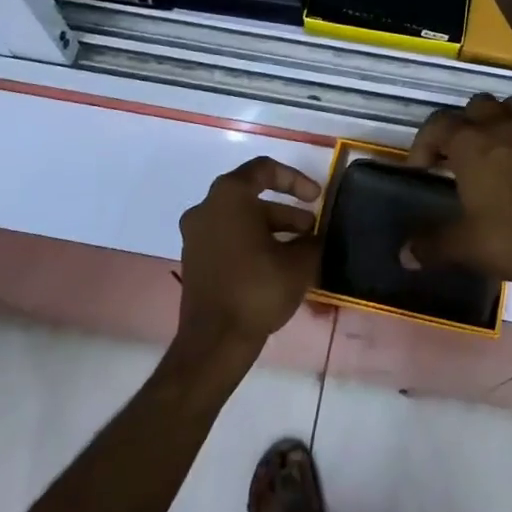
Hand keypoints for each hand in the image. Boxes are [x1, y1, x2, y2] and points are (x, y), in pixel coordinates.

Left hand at [175, 157, 322, 363]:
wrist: (214, 342)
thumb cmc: (258, 289)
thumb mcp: (299, 262)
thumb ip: (312, 240)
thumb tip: (314, 236)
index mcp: (229, 195)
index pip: (265, 169)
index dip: (296, 179)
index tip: (317, 198)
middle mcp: (206, 207)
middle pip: (252, 196)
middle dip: (286, 211)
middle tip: (312, 230)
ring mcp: (196, 235)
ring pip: (241, 219)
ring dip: (272, 229)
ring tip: (301, 251)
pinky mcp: (194, 260)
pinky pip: (228, 238)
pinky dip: (253, 243)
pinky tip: (277, 266)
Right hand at [405, 94, 511, 305]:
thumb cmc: (508, 239)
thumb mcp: (462, 244)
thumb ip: (430, 245)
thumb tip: (405, 256)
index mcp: (471, 143)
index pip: (438, 124)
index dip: (424, 143)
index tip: (421, 171)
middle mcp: (501, 129)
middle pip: (476, 106)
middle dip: (462, 125)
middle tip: (455, 156)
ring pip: (511, 107)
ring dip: (496, 121)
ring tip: (489, 150)